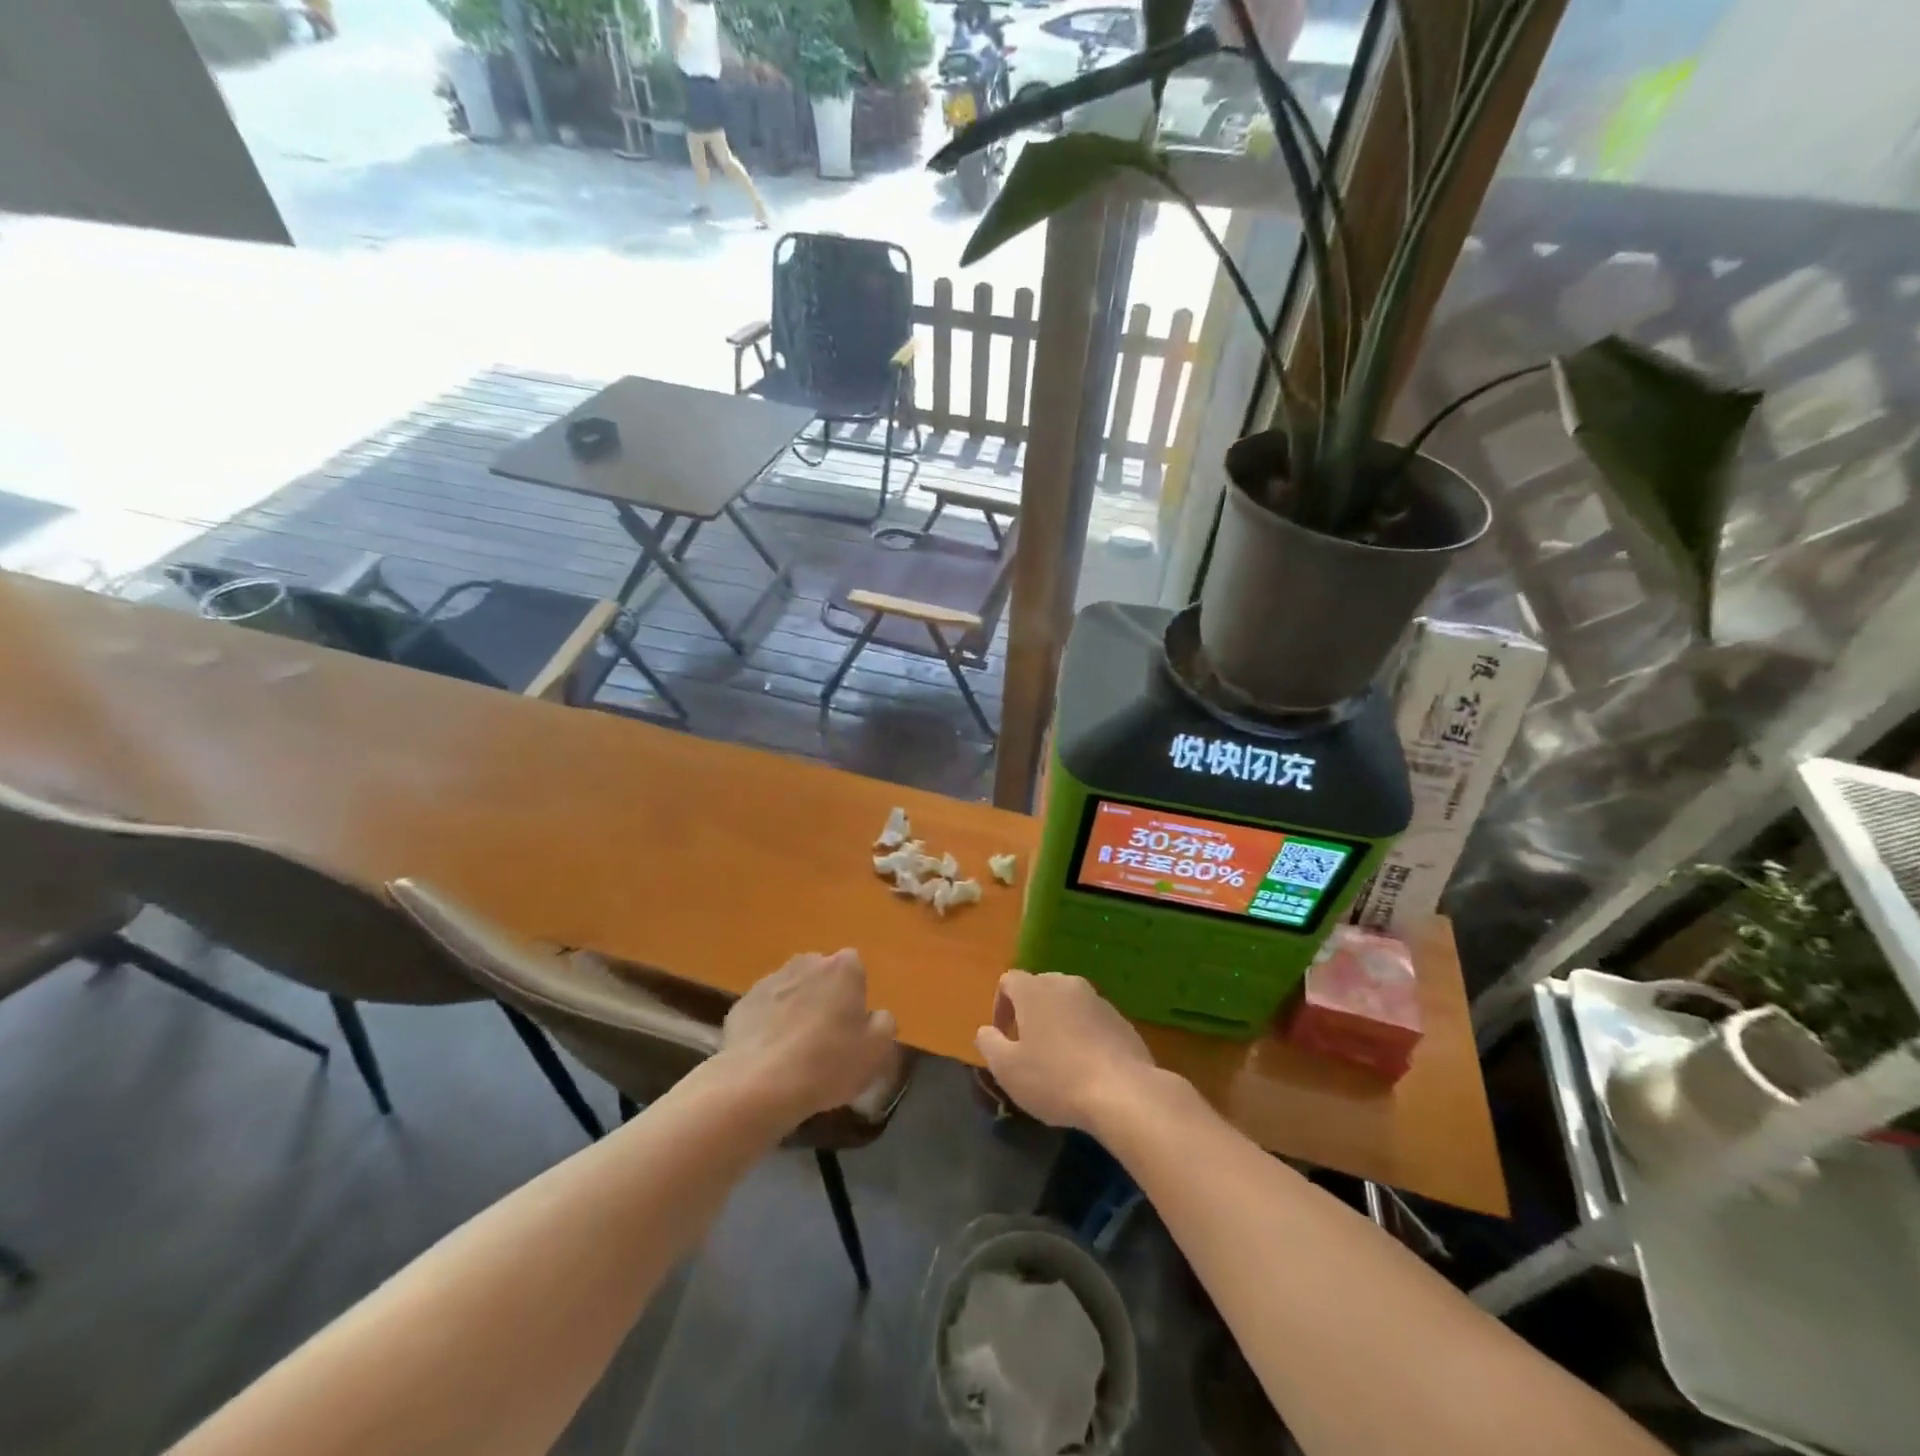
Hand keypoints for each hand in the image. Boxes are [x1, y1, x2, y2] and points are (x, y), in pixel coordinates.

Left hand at [721, 949, 900, 1124]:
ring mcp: (770, 980)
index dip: (854, 996)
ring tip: (794, 1053)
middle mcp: (806, 963)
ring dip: (795, 1011)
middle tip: (826, 1039)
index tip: (852, 1025)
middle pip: (821, 976)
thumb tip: (876, 1016)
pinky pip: (763, 1011)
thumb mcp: (877, 1050)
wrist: (760, 1084)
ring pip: (791, 992)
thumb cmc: (829, 1062)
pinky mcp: (742, 1004)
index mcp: (843, 967)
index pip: (855, 968)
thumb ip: (885, 1024)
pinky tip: (769, 1058)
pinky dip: (767, 1027)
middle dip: (824, 998)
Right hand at [974, 970, 1157, 1131]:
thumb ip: (989, 1043)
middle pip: (1040, 989)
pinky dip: (1083, 1035)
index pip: (1009, 981)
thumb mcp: (1007, 1069)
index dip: (1000, 1006)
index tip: (1002, 1037)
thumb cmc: (1055, 1078)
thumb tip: (986, 1031)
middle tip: (1028, 1049)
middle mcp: (1066, 983)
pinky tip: (1086, 1068)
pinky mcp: (1121, 1019)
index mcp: (1035, 989)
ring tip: (1058, 1061)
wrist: (1123, 1092)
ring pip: (1068, 1004)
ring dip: (1058, 1024)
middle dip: (1030, 1014)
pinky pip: (1092, 1020)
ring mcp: (1097, 999)